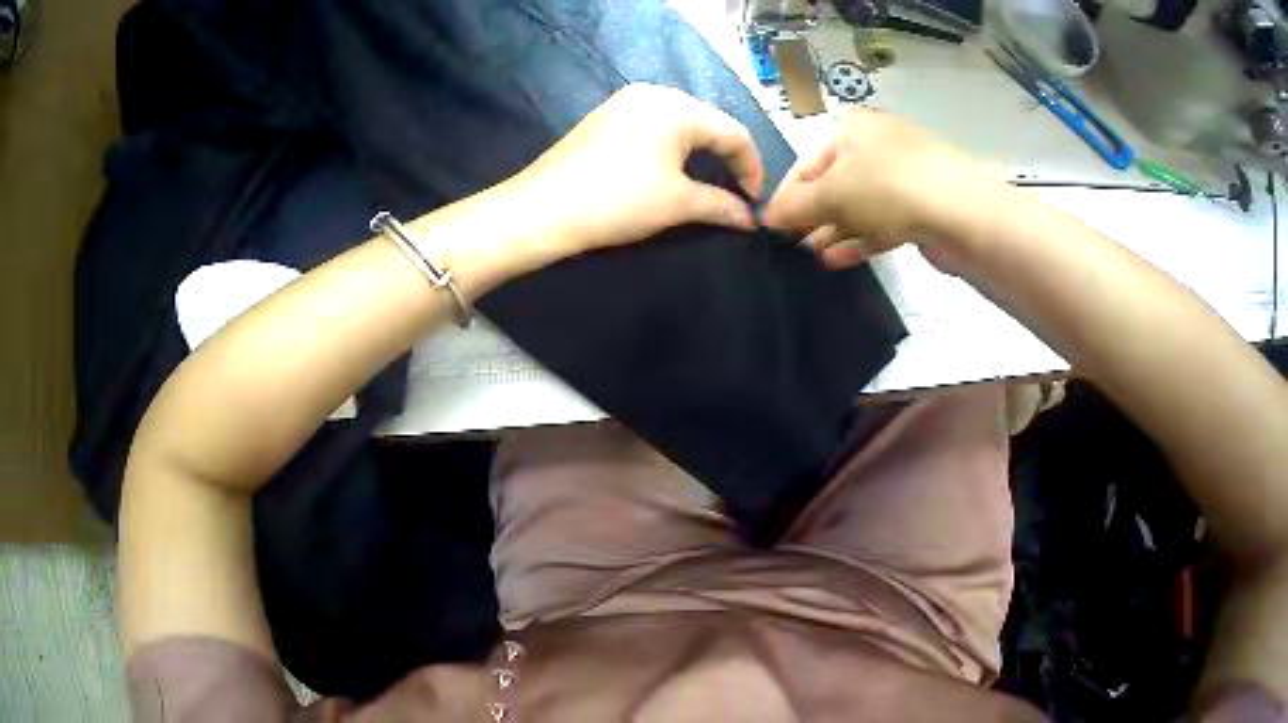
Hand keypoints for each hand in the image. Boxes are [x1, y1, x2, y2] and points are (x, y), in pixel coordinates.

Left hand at [505, 83, 763, 261]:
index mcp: (678, 107)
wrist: (543, 209)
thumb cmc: (618, 201)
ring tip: (706, 183)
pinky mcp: (605, 116)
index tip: (753, 203)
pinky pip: (653, 125)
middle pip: (708, 123)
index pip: (734, 133)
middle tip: (734, 192)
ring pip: (681, 123)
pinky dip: (671, 147)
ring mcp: (625, 101)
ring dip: (699, 153)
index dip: (752, 168)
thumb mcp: (678, 204)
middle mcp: (654, 94)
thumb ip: (721, 205)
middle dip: (726, 159)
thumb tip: (750, 219)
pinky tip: (669, 169)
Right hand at [762, 108, 1003, 271]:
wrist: (960, 213)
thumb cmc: (886, 189)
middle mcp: (878, 145)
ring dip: (835, 229)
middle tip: (793, 244)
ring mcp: (904, 175)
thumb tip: (768, 215)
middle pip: (834, 183)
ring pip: (859, 204)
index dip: (787, 196)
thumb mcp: (831, 194)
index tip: (770, 227)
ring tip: (813, 255)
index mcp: (852, 128)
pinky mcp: (921, 205)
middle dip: (812, 215)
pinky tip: (839, 259)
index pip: (807, 163)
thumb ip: (796, 207)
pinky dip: (861, 237)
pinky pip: (882, 221)